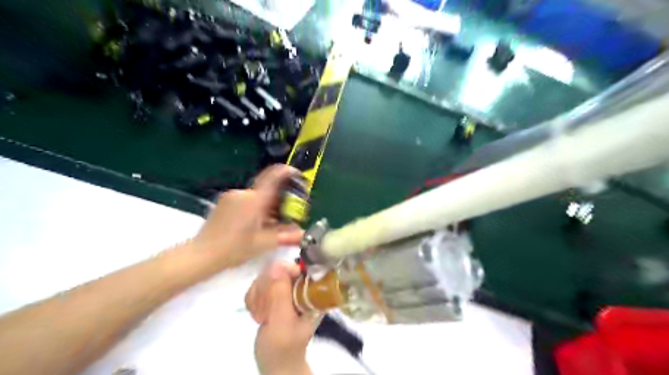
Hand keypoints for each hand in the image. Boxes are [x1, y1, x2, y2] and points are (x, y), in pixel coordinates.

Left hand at [188, 164, 303, 268]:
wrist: (201, 255)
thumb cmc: (234, 248)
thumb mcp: (263, 243)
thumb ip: (285, 235)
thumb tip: (302, 233)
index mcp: (254, 199)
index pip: (274, 176)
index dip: (288, 172)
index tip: (299, 177)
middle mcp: (243, 193)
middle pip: (267, 187)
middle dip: (281, 196)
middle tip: (290, 210)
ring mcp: (231, 197)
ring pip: (257, 194)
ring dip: (268, 204)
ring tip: (274, 221)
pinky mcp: (224, 203)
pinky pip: (246, 199)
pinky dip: (257, 207)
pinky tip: (258, 223)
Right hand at [245, 262, 318, 373]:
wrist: (276, 362)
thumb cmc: (284, 347)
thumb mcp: (283, 322)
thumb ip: (280, 294)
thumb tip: (277, 265)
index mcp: (313, 289)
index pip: (300, 264)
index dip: (283, 272)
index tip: (273, 291)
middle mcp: (302, 284)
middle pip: (279, 267)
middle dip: (267, 289)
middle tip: (267, 311)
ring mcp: (288, 286)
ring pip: (266, 274)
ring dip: (259, 296)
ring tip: (263, 315)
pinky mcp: (275, 291)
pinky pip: (258, 283)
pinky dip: (254, 299)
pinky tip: (258, 314)